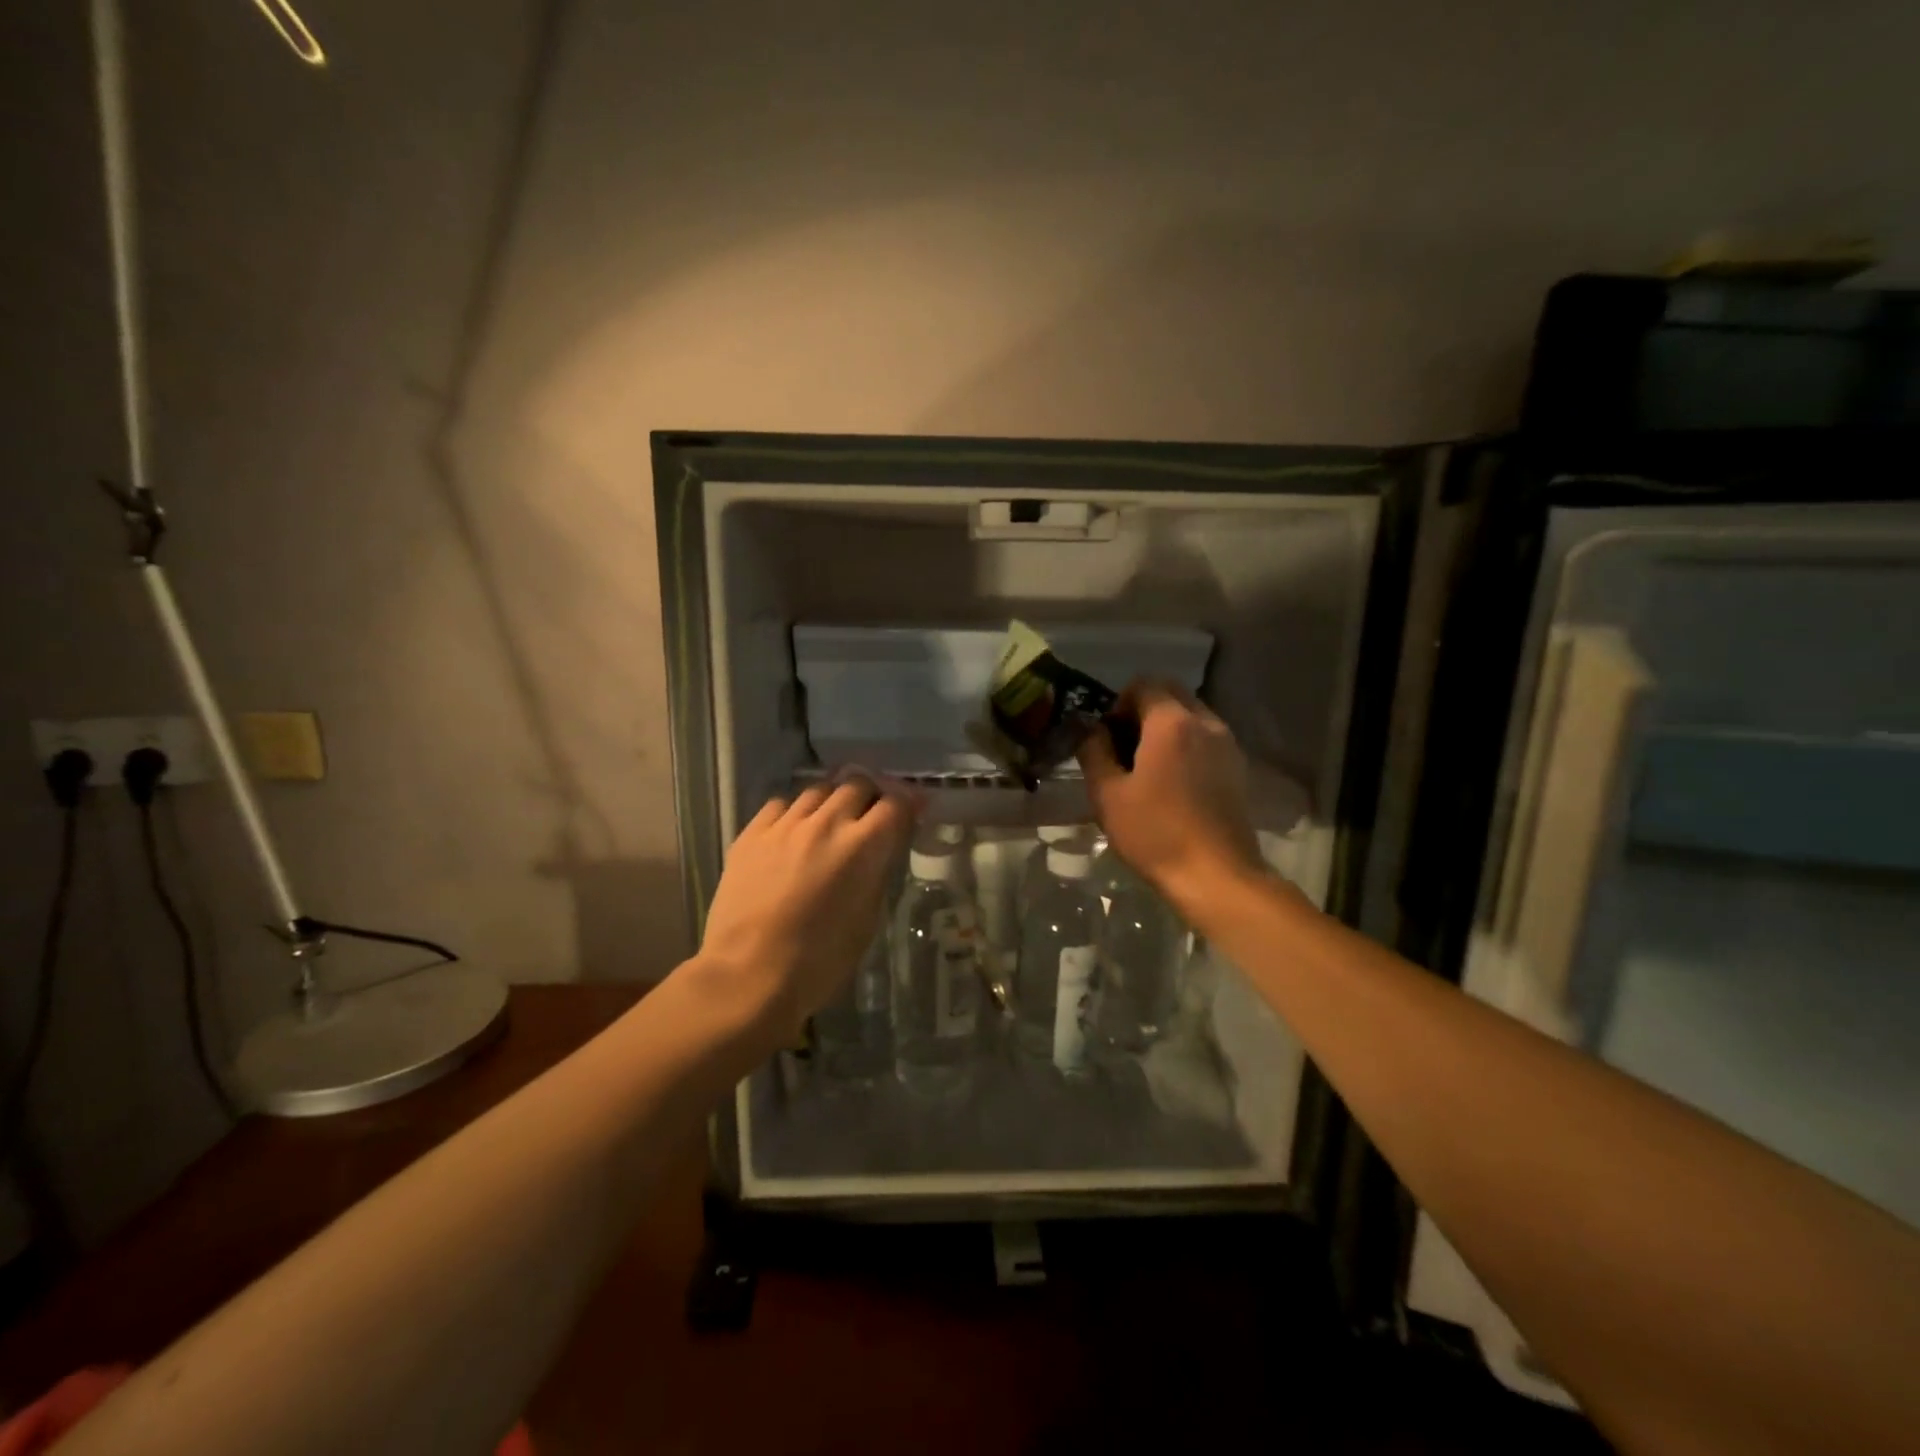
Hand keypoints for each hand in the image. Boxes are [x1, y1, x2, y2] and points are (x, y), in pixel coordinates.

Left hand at [694, 773, 917, 1042]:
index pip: (895, 803)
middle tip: (870, 815)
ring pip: (818, 789)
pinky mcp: (751, 833)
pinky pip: (780, 804)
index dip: (907, 805)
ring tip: (831, 820)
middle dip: (870, 795)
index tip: (910, 812)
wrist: (747, 975)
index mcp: (863, 846)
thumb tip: (882, 850)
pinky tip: (793, 831)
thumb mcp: (867, 919)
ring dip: (832, 801)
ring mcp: (785, 825)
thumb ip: (877, 873)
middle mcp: (826, 823)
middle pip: (857, 784)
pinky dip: (795, 812)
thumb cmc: (819, 961)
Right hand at [1078, 680, 1263, 917]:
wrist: (1216, 876)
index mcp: (1172, 722)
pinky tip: (1171, 783)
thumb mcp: (1107, 794)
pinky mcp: (1237, 767)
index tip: (1107, 737)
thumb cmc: (1155, 833)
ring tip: (1146, 768)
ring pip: (1190, 715)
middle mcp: (1205, 722)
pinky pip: (1205, 738)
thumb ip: (1094, 751)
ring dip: (1165, 728)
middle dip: (1142, 710)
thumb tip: (1091, 730)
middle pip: (1171, 694)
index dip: (1118, 703)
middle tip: (1123, 749)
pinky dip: (1185, 745)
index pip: (1144, 684)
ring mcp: (1227, 744)